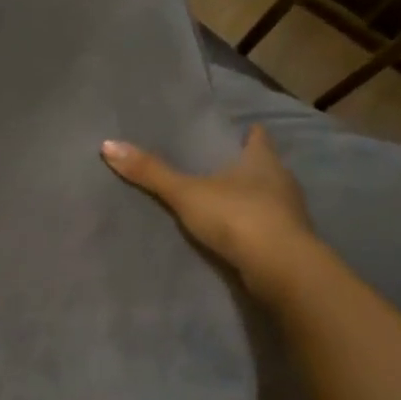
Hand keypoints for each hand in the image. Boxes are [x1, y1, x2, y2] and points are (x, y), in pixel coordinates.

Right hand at [101, 127, 315, 294]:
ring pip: (271, 198)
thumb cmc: (236, 217)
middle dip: (248, 167)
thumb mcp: (186, 193)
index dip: (249, 134)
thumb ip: (150, 173)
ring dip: (253, 199)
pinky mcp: (292, 243)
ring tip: (227, 203)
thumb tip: (108, 145)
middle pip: (266, 166)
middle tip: (223, 167)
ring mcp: (292, 213)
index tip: (240, 132)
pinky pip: (272, 228)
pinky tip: (241, 236)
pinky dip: (257, 228)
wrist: (280, 267)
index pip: (259, 137)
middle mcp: (283, 181)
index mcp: (263, 160)